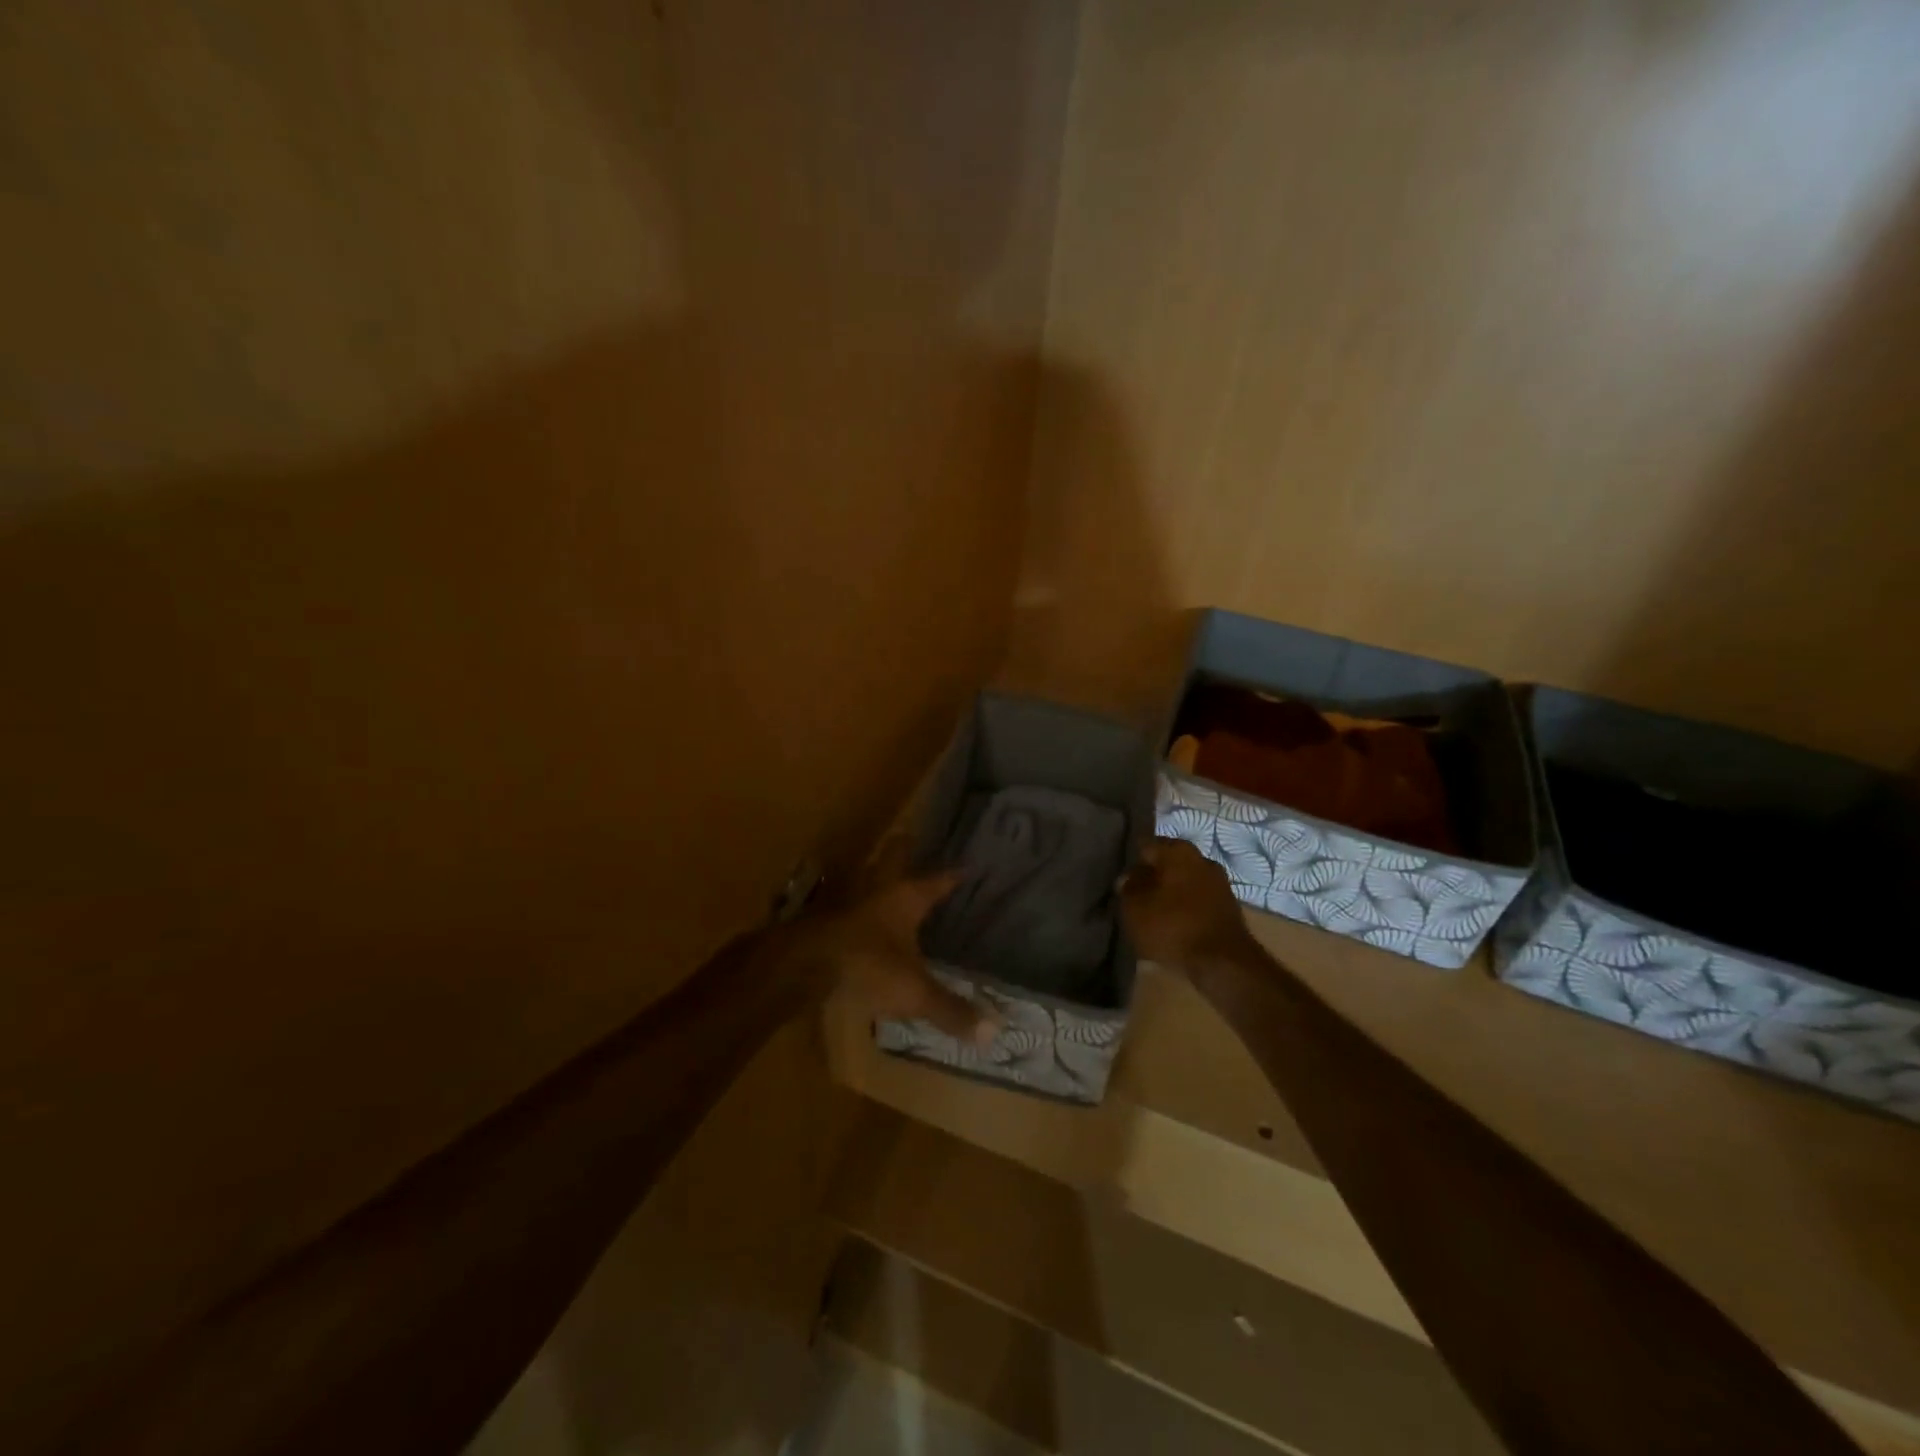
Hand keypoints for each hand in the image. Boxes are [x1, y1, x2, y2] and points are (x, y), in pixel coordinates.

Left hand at [801, 842, 996, 1043]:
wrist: (803, 965)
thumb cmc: (867, 965)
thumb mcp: (914, 991)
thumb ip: (950, 1009)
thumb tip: (995, 1031)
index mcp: (906, 897)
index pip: (938, 879)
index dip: (954, 874)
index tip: (968, 865)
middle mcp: (879, 889)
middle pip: (894, 859)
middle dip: (905, 850)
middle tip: (916, 841)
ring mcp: (849, 901)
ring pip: (868, 877)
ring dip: (878, 875)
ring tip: (890, 877)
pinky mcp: (827, 918)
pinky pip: (850, 903)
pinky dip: (859, 905)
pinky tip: (861, 917)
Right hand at [1120, 836, 1255, 966]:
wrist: (1224, 962)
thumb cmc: (1173, 926)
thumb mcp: (1135, 908)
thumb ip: (1128, 888)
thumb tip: (1129, 878)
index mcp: (1177, 850)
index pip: (1145, 846)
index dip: (1131, 862)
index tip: (1122, 880)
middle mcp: (1201, 858)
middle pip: (1168, 863)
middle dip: (1153, 877)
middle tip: (1136, 896)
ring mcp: (1219, 882)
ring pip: (1185, 881)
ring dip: (1171, 893)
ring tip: (1154, 913)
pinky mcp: (1229, 906)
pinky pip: (1199, 900)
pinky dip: (1186, 908)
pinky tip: (1175, 924)